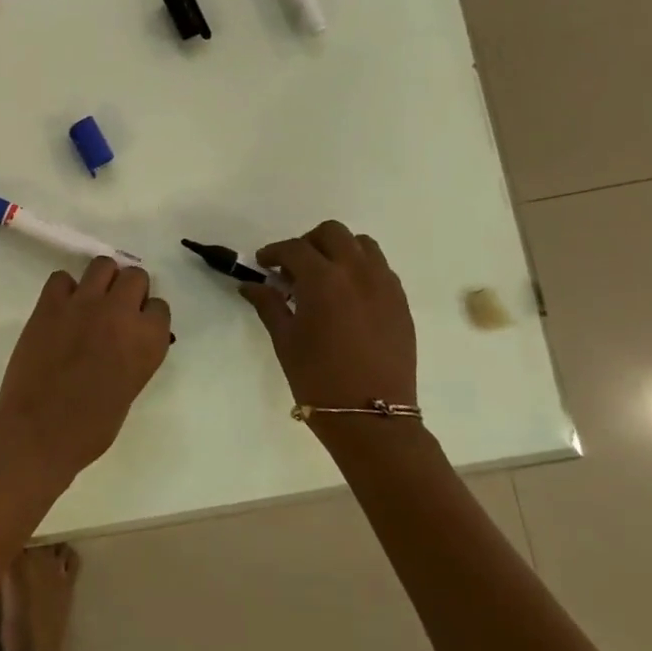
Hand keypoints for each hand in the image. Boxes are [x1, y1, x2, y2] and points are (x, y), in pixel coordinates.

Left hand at [0, 257, 171, 484]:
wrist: (40, 431)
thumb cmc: (91, 427)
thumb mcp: (130, 388)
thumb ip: (134, 355)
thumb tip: (126, 340)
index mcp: (148, 340)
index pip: (160, 306)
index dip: (147, 315)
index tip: (136, 326)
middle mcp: (121, 313)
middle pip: (135, 276)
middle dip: (128, 289)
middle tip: (115, 309)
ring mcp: (84, 303)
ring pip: (102, 265)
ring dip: (101, 279)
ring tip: (90, 300)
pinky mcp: (50, 303)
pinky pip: (62, 277)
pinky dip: (64, 289)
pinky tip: (61, 309)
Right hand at [241, 222, 416, 410]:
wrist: (371, 417)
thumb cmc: (318, 378)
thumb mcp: (285, 340)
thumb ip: (268, 304)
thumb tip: (250, 284)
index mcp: (323, 280)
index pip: (294, 249)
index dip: (274, 252)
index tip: (263, 264)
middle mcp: (357, 273)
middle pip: (332, 233)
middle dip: (308, 243)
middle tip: (294, 268)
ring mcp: (384, 286)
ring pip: (362, 245)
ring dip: (339, 251)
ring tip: (324, 277)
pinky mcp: (401, 303)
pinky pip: (381, 269)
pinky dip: (361, 269)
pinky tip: (348, 296)